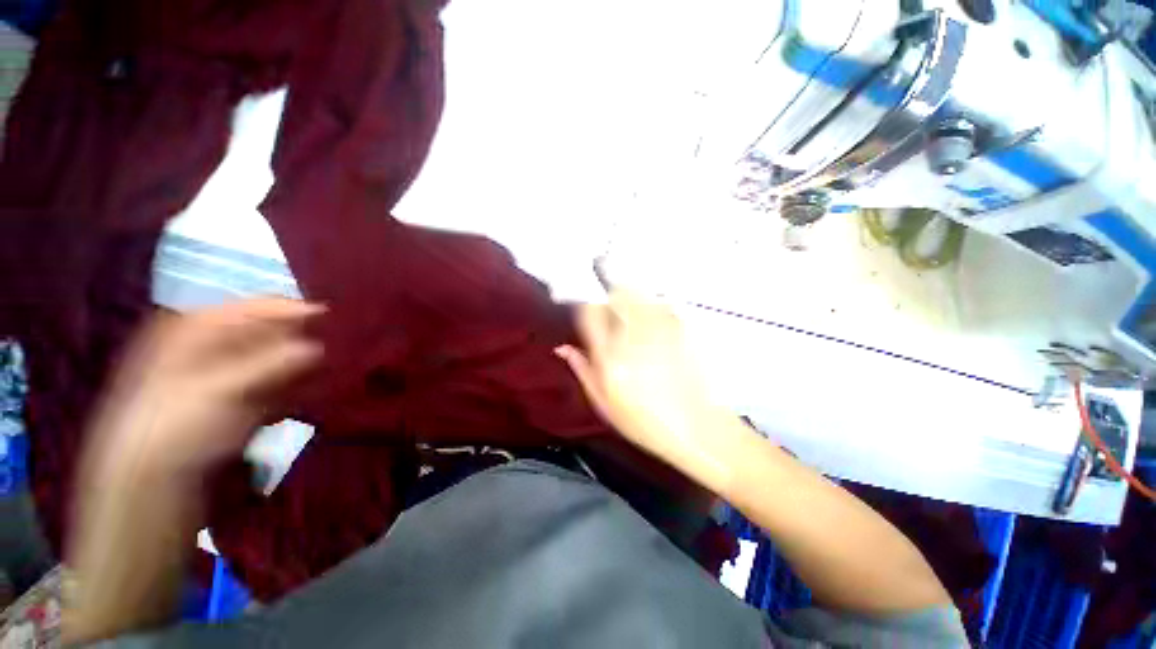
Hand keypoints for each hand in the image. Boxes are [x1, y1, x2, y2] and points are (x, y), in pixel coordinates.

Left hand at [83, 298, 323, 479]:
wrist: (152, 479)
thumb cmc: (175, 424)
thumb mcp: (218, 391)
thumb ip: (269, 365)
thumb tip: (317, 346)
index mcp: (198, 330)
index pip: (253, 308)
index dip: (290, 309)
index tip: (329, 315)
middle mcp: (215, 345)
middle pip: (269, 332)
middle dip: (303, 336)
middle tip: (340, 342)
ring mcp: (230, 374)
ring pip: (277, 358)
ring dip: (305, 361)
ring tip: (338, 364)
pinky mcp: (243, 398)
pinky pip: (279, 383)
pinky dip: (299, 384)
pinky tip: (320, 387)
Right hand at [556, 289, 733, 472]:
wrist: (697, 429)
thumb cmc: (645, 422)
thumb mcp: (604, 403)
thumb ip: (583, 369)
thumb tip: (563, 347)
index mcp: (611, 359)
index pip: (590, 313)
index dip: (585, 308)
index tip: (586, 314)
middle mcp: (635, 338)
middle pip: (617, 294)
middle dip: (609, 295)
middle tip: (610, 311)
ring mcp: (661, 330)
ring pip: (639, 294)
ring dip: (629, 297)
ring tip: (630, 315)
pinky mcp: (682, 329)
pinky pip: (660, 304)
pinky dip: (651, 306)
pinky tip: (651, 323)